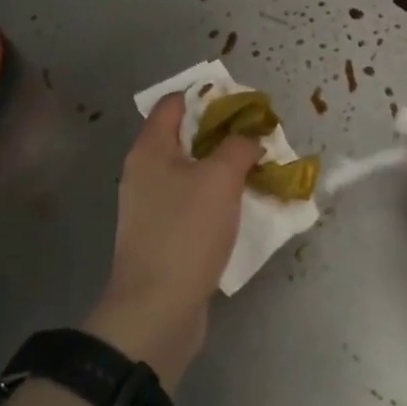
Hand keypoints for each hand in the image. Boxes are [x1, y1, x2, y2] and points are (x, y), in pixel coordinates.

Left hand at [86, 93, 260, 388]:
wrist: (157, 309)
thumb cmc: (186, 232)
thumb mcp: (220, 179)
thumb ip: (239, 147)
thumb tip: (250, 138)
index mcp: (150, 149)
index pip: (174, 103)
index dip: (208, 96)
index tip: (244, 105)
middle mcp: (145, 172)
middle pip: (186, 137)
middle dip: (224, 134)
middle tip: (259, 139)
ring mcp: (152, 206)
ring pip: (193, 172)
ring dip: (225, 169)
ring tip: (261, 171)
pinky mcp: (164, 236)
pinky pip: (194, 203)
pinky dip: (219, 199)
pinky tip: (245, 208)